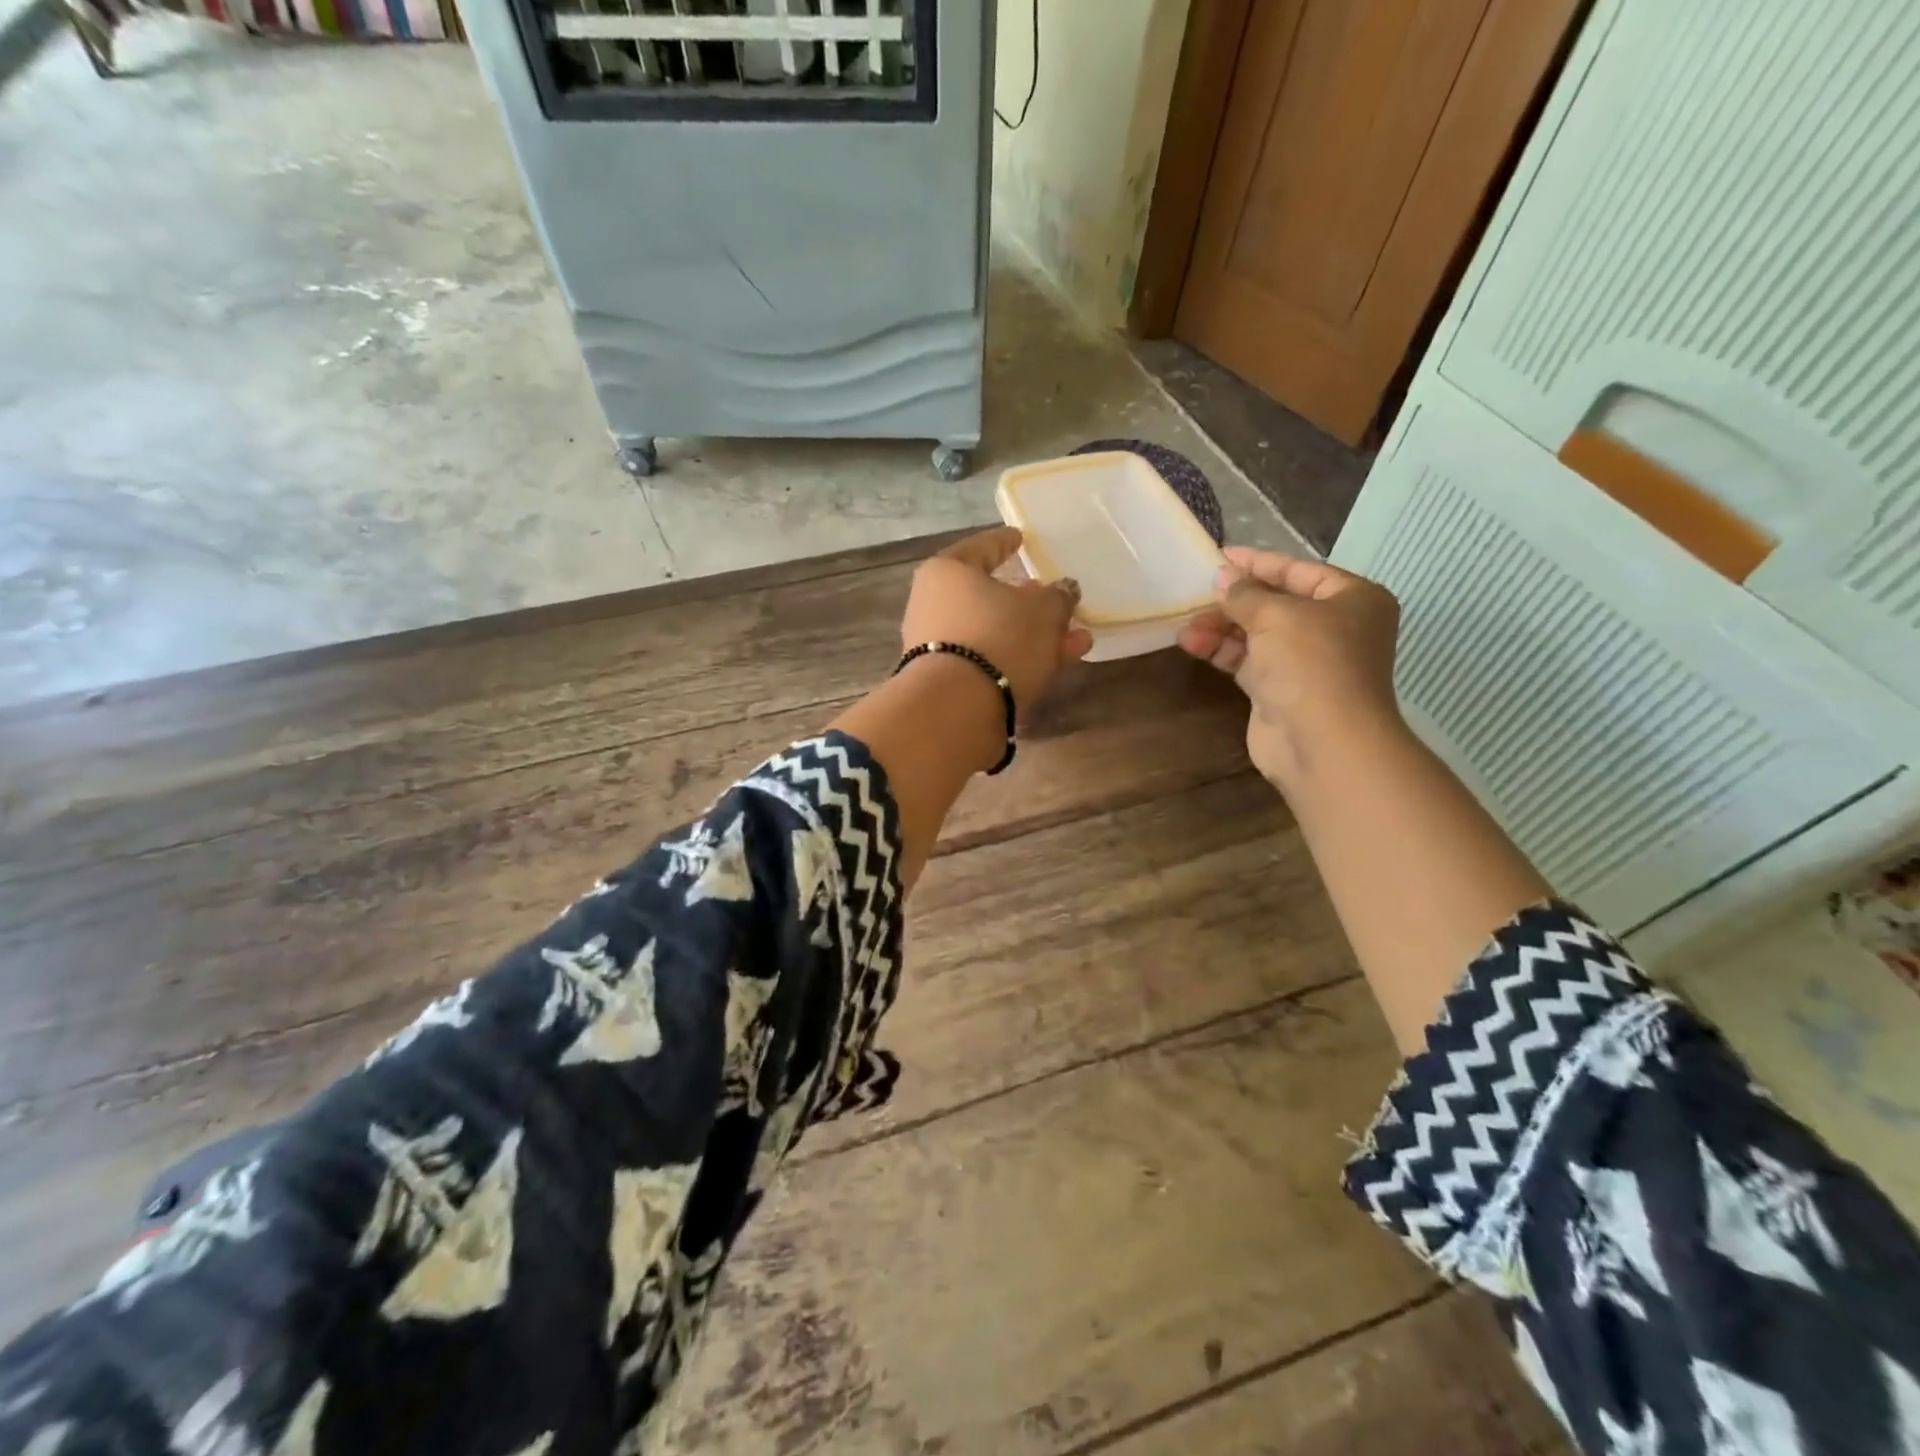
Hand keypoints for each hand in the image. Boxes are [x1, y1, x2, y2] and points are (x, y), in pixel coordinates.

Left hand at [901, 527, 1093, 711]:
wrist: (958, 708)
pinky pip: (991, 660)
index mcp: (947, 573)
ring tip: (1077, 639)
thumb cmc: (999, 637)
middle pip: (989, 596)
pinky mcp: (948, 682)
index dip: (1005, 543)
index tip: (1020, 539)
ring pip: (996, 632)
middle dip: (1028, 601)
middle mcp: (934, 606)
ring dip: (1036, 635)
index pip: (981, 548)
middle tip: (1054, 599)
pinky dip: (1022, 659)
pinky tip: (1058, 663)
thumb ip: (1058, 597)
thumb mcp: (1043, 611)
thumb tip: (1063, 590)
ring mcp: (938, 647)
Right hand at [1178, 547, 1402, 786]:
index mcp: (1352, 599)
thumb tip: (1222, 578)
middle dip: (1234, 600)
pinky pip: (1248, 661)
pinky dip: (1222, 651)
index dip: (1258, 563)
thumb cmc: (1311, 664)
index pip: (1299, 571)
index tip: (1220, 555)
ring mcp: (1306, 662)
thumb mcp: (1276, 615)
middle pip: (1276, 603)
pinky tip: (1192, 643)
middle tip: (1197, 593)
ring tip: (1185, 625)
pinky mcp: (1280, 690)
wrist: (1322, 743)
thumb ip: (1245, 594)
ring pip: (1257, 634)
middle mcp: (1333, 628)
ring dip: (1221, 627)